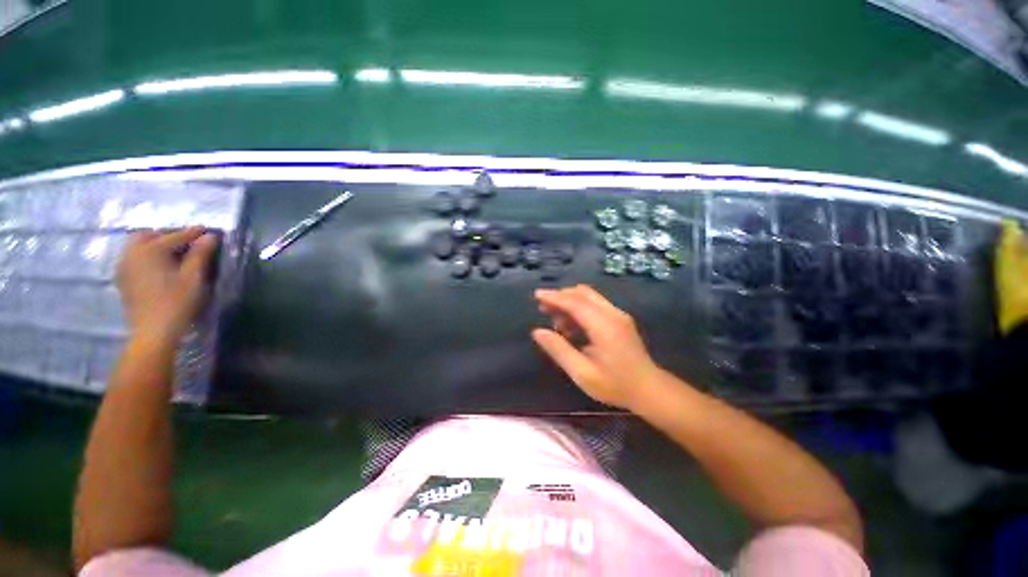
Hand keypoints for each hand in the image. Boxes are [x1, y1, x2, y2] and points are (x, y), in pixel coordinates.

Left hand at [116, 227, 217, 342]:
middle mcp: (133, 253)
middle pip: (149, 236)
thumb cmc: (177, 301)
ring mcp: (124, 266)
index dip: (193, 233)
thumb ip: (200, 254)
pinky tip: (159, 265)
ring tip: (173, 253)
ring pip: (138, 246)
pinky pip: (133, 258)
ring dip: (155, 245)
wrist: (153, 330)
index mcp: (151, 250)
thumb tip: (210, 236)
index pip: (175, 236)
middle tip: (187, 242)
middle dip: (168, 235)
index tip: (208, 230)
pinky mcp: (123, 279)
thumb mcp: (193, 277)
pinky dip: (147, 256)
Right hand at [533, 285, 662, 410]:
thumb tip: (537, 331)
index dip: (554, 297)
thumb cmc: (615, 385)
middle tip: (543, 309)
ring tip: (556, 322)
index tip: (536, 295)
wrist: (650, 390)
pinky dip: (579, 308)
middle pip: (582, 293)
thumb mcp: (582, 373)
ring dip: (569, 302)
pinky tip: (572, 327)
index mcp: (604, 326)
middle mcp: (613, 314)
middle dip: (560, 297)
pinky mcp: (620, 319)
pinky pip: (596, 304)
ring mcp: (618, 315)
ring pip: (589, 297)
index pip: (575, 302)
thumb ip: (559, 350)